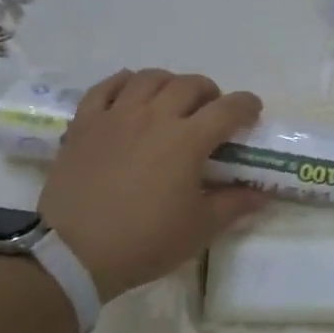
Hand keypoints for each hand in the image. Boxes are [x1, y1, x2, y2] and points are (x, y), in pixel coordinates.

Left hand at [38, 69, 268, 302]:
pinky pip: (106, 87)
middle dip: (210, 92)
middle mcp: (154, 116)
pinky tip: (130, 92)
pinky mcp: (84, 124)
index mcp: (187, 140)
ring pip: (150, 78)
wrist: (72, 254)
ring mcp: (116, 116)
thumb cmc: (144, 242)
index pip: (228, 108)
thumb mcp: (199, 229)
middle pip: (190, 84)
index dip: (247, 106)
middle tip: (211, 111)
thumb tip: (261, 193)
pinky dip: (123, 82)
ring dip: (170, 83)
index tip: (252, 113)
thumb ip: (234, 205)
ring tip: (172, 100)